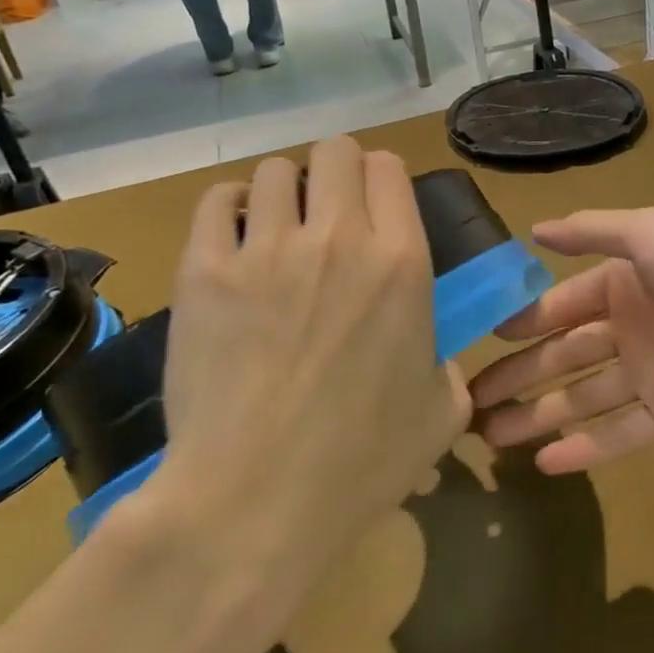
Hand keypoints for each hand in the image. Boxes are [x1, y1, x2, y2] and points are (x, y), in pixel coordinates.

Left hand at [152, 137, 468, 601]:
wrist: (254, 501)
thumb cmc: (361, 462)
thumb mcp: (442, 413)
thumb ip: (448, 365)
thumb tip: (432, 353)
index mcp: (402, 263)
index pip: (390, 169)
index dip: (383, 179)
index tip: (376, 207)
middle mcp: (339, 238)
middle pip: (336, 152)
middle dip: (337, 171)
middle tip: (330, 211)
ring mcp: (267, 250)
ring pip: (276, 171)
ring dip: (285, 190)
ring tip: (279, 227)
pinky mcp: (204, 271)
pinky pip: (217, 202)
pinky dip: (231, 208)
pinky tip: (236, 238)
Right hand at [470, 208, 653, 471]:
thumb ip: (594, 230)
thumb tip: (535, 228)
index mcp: (627, 281)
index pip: (562, 303)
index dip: (522, 321)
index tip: (479, 339)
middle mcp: (633, 327)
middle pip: (563, 354)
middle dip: (517, 375)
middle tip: (466, 400)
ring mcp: (651, 376)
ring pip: (581, 398)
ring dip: (538, 415)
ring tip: (489, 438)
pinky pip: (618, 435)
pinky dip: (584, 449)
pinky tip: (544, 464)